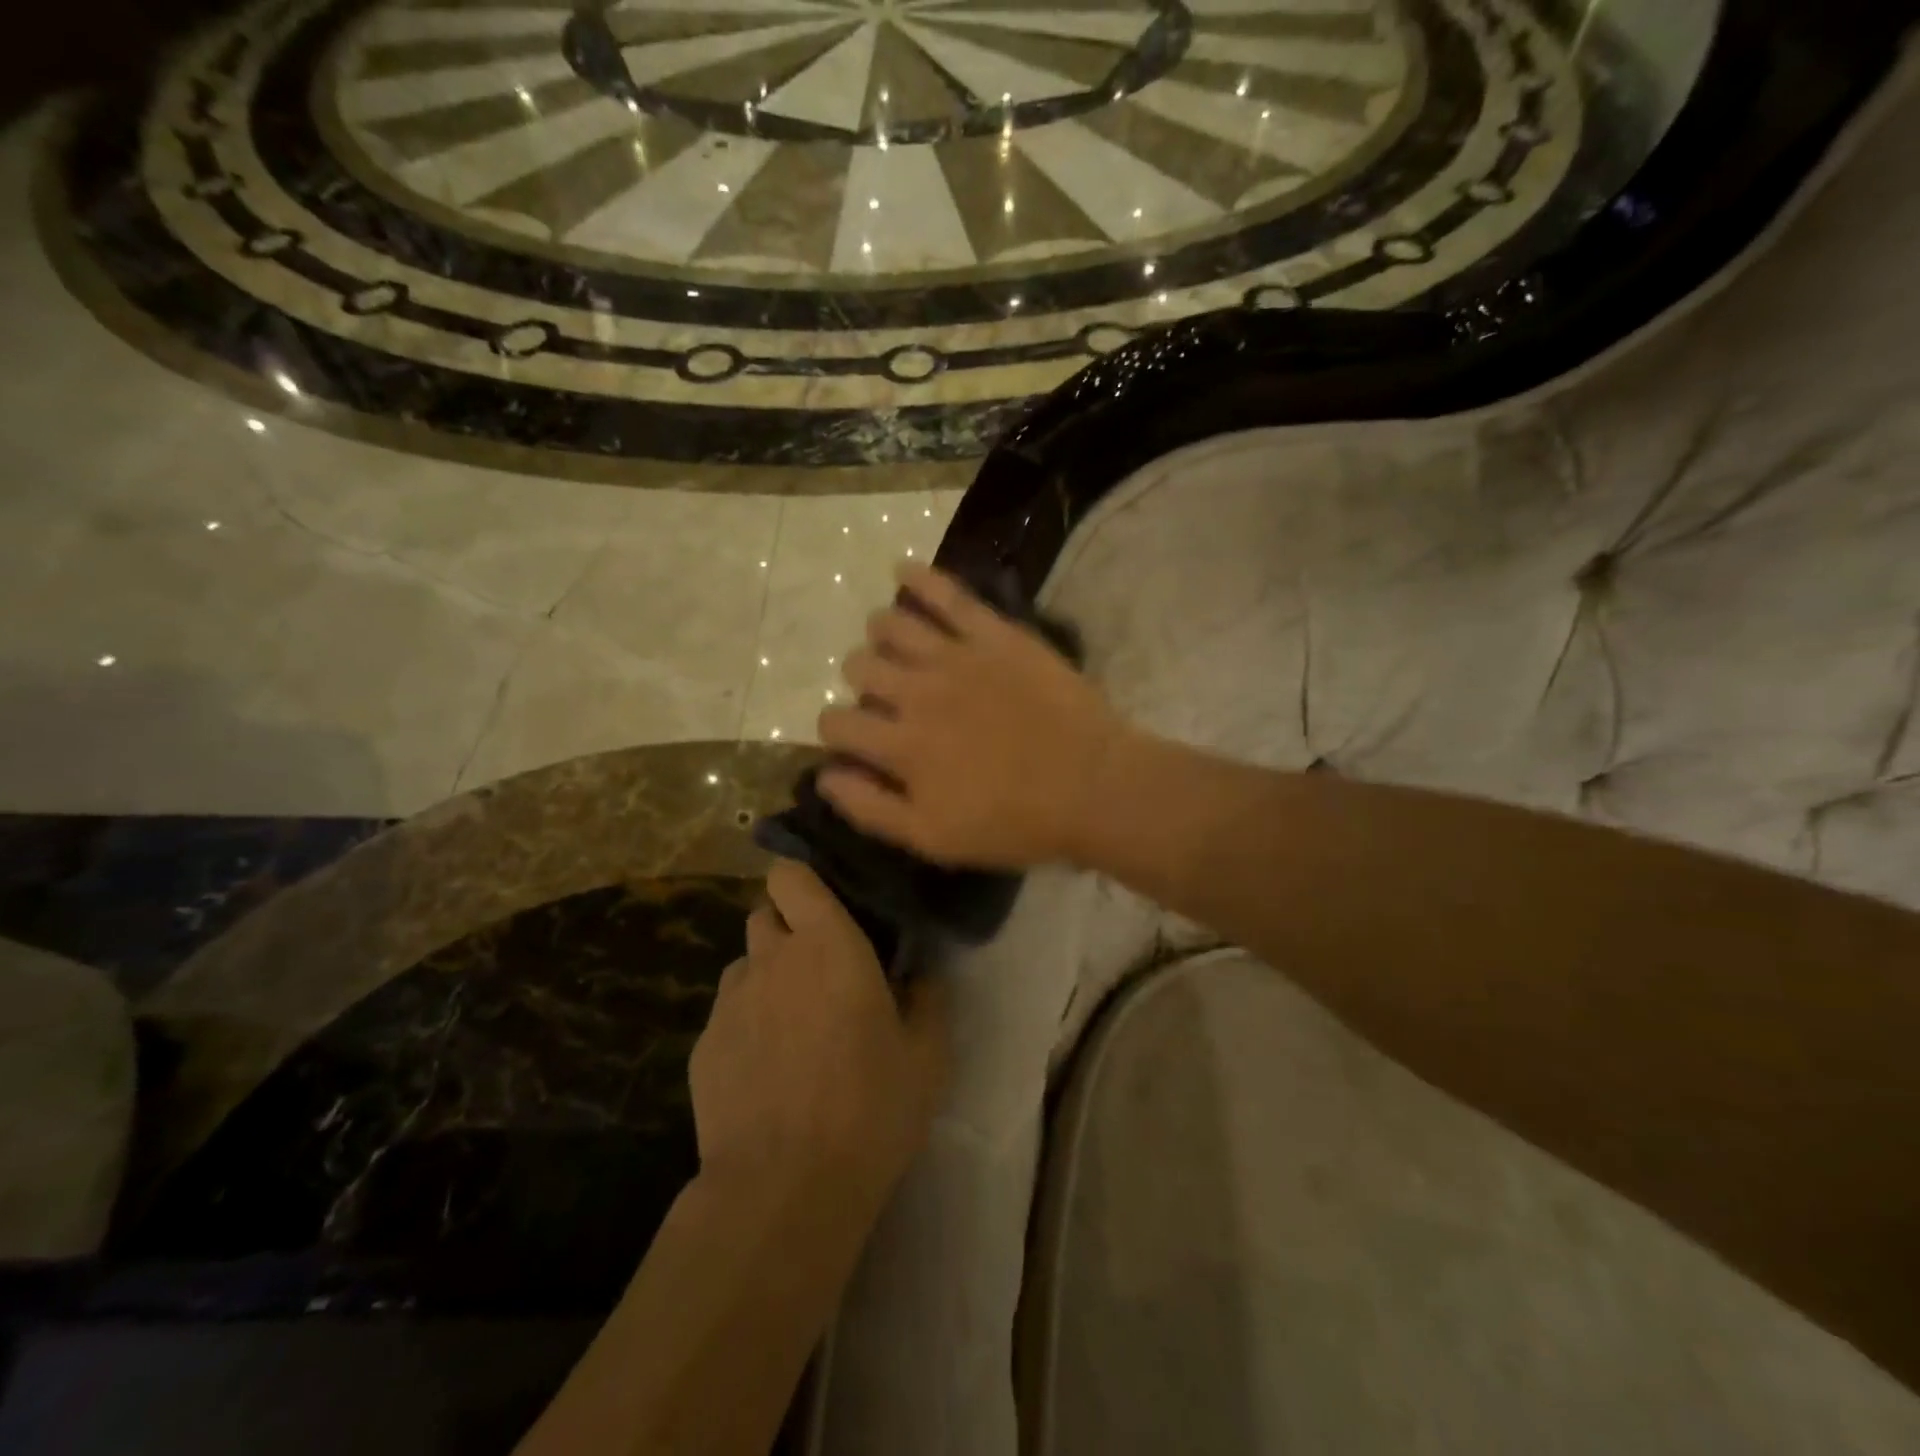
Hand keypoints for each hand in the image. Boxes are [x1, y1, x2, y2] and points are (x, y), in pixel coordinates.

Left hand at [689, 859, 948, 1216]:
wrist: (784, 1188)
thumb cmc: (869, 1108)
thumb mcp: (926, 1057)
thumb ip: (927, 999)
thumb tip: (920, 973)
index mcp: (827, 943)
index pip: (790, 875)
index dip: (802, 881)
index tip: (826, 903)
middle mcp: (771, 958)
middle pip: (765, 914)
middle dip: (788, 928)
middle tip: (819, 967)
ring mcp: (730, 1002)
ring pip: (745, 965)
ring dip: (766, 976)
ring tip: (792, 1021)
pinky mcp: (702, 1046)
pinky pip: (727, 1014)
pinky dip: (746, 1024)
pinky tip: (766, 1069)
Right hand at [815, 563, 1125, 868]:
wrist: (1093, 786)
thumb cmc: (1015, 822)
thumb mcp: (933, 839)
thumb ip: (871, 808)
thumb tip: (824, 776)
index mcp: (901, 745)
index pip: (838, 723)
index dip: (836, 731)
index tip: (855, 738)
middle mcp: (918, 692)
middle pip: (859, 667)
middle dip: (860, 681)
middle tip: (884, 693)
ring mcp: (957, 656)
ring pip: (891, 625)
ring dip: (880, 634)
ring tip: (892, 643)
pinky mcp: (995, 634)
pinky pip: (947, 593)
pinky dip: (919, 578)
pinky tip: (904, 571)